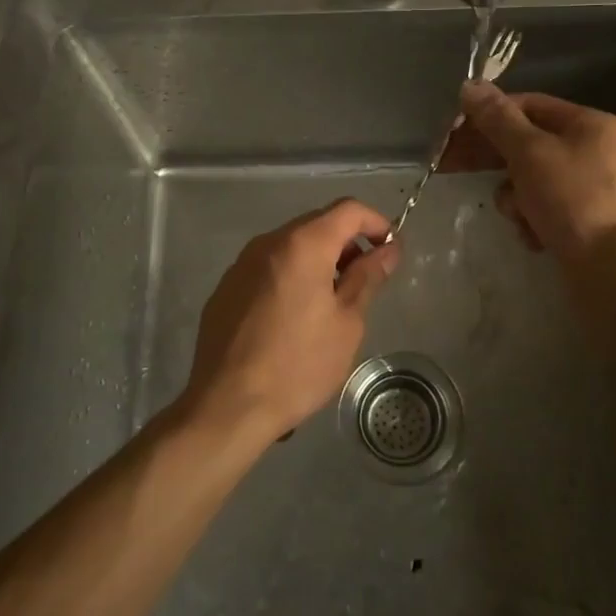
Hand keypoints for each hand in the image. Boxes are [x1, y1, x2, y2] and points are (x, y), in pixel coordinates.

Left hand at [181, 199, 399, 446]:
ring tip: (331, 303)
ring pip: (290, 246)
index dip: (376, 223)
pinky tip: (294, 318)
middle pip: (317, 224)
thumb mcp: (346, 323)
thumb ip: (367, 277)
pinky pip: (268, 268)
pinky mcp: (226, 288)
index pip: (348, 210)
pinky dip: (291, 277)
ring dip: (318, 261)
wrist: (227, 405)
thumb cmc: (298, 365)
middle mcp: (268, 242)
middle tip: (365, 281)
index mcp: (302, 244)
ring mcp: (241, 264)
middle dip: (347, 244)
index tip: (390, 252)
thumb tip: (387, 250)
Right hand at [452, 82, 615, 261]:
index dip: (490, 114)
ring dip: (515, 198)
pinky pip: (544, 209)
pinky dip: (533, 220)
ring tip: (519, 215)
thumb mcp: (529, 152)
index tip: (455, 130)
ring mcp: (589, 188)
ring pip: (531, 180)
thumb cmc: (571, 199)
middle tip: (450, 165)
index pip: (529, 105)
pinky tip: (535, 236)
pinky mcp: (583, 221)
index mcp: (588, 124)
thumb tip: (470, 86)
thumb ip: (497, 119)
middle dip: (493, 159)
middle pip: (527, 144)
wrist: (614, 269)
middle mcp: (593, 151)